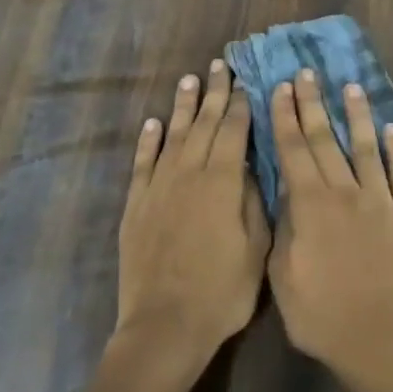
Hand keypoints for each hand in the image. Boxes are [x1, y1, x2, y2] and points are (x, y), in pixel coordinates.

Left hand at [115, 62, 268, 366]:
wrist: (164, 325)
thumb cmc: (222, 291)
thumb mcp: (256, 249)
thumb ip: (254, 202)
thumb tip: (251, 167)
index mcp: (222, 182)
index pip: (234, 131)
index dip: (242, 105)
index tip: (247, 82)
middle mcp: (188, 174)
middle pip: (205, 125)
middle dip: (215, 94)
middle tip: (220, 66)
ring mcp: (158, 188)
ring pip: (174, 136)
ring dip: (183, 107)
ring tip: (190, 80)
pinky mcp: (136, 206)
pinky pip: (142, 163)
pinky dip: (148, 141)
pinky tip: (153, 123)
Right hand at [266, 69, 392, 378]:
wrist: (380, 340)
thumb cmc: (321, 316)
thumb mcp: (282, 276)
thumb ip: (283, 228)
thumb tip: (284, 192)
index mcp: (310, 206)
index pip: (293, 151)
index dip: (285, 117)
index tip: (281, 88)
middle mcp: (345, 193)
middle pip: (325, 140)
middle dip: (313, 104)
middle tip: (307, 73)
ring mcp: (381, 201)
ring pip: (366, 148)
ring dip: (357, 115)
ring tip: (351, 87)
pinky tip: (392, 130)